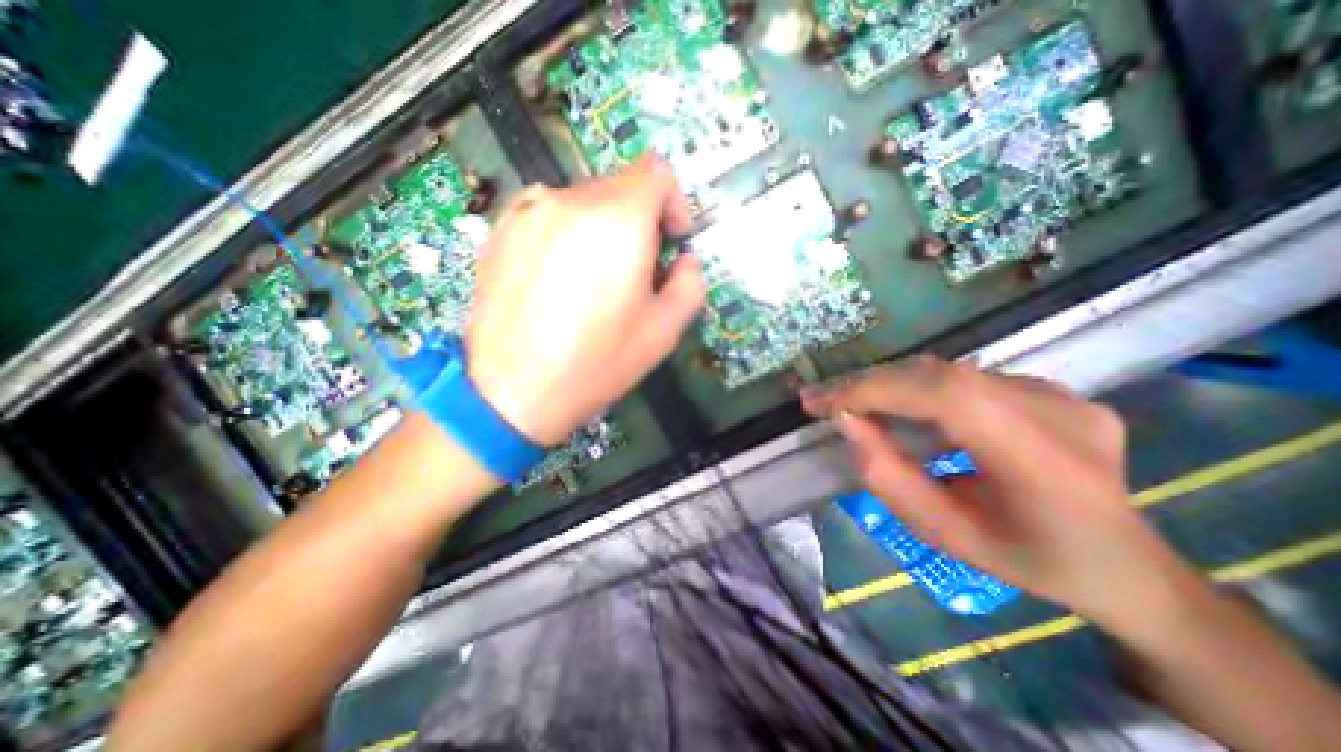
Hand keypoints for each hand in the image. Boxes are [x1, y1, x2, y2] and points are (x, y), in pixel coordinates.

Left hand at [468, 154, 704, 441]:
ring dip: (602, 229)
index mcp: (618, 220)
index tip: (671, 239)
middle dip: (639, 223)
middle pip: (620, 188)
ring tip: (594, 281)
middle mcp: (570, 201)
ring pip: (584, 202)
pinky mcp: (500, 230)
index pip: (657, 172)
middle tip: (635, 272)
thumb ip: (691, 283)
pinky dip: (566, 235)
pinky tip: (559, 280)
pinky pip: (549, 217)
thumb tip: (683, 261)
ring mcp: (528, 212)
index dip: (674, 202)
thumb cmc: (596, 363)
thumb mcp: (664, 330)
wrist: (514, 391)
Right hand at [799, 358, 1199, 628]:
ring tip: (846, 399)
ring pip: (946, 371)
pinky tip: (892, 403)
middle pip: (940, 375)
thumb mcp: (944, 534)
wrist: (1125, 564)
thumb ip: (888, 477)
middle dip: (869, 383)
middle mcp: (1057, 411)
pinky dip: (914, 386)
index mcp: (1044, 461)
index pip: (945, 396)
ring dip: (887, 383)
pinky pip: (963, 378)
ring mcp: (1059, 393)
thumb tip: (847, 421)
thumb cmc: (1028, 561)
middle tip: (821, 398)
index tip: (820, 403)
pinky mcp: (1049, 387)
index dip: (874, 390)